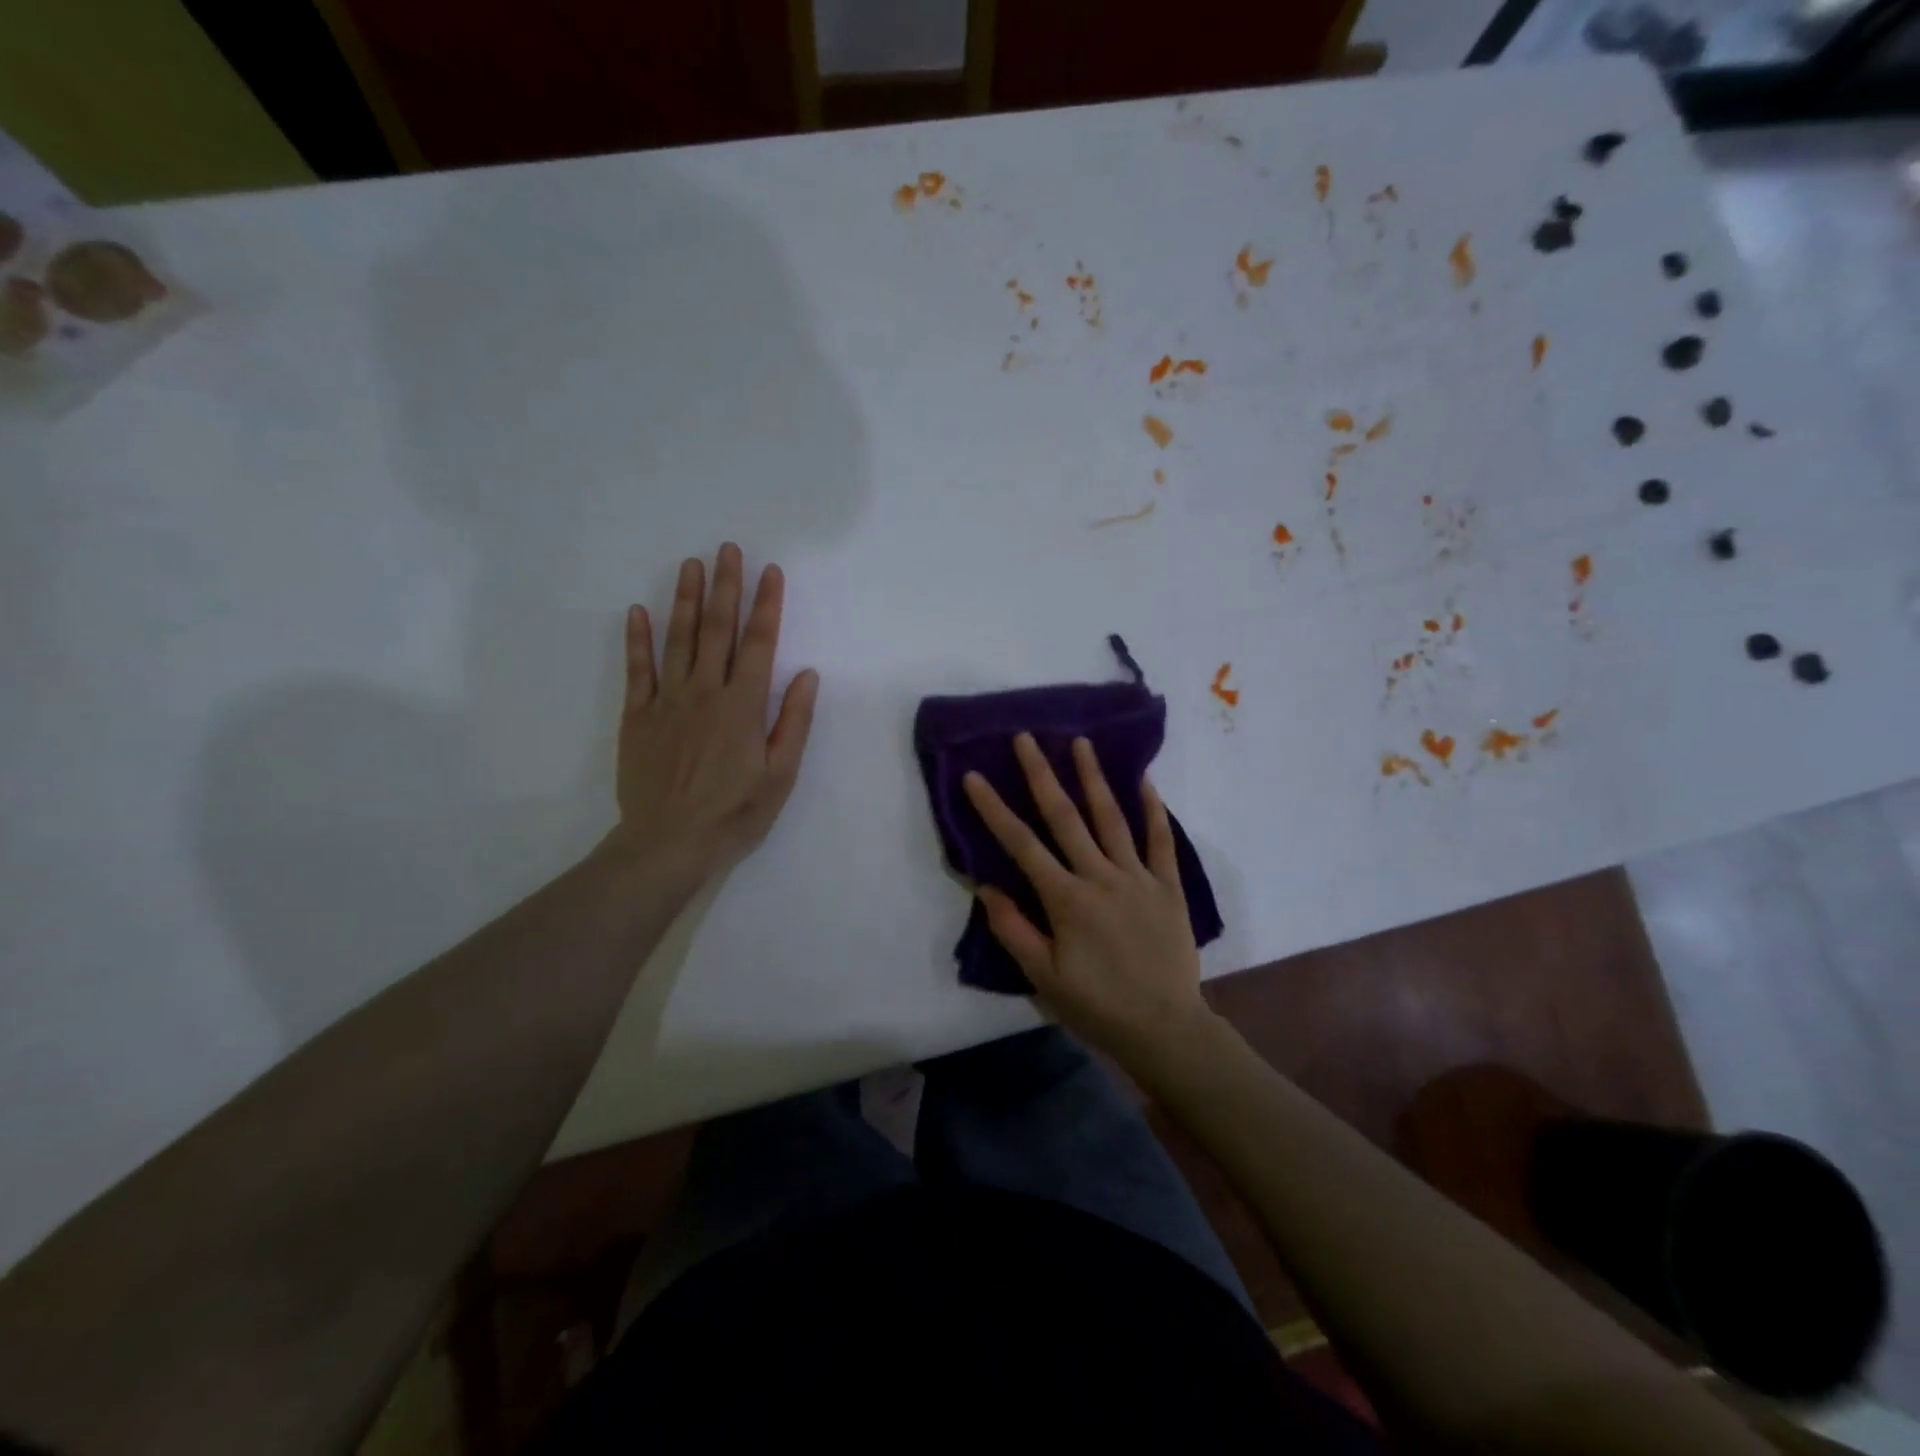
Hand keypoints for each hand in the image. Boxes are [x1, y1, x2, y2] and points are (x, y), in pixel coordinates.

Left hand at [611, 543, 818, 885]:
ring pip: (678, 640)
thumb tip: (806, 674)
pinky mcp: (638, 716)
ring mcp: (667, 701)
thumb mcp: (780, 774)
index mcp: (744, 706)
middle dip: (725, 587)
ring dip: (685, 600)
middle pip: (717, 630)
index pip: (760, 644)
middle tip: (727, 550)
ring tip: (691, 565)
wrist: (669, 843)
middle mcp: (706, 692)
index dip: (767, 605)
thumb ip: (793, 721)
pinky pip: (637, 670)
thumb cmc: (735, 813)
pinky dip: (637, 639)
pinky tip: (638, 612)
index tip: (770, 572)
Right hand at [963, 734, 1215, 1070]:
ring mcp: (1138, 877)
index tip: (975, 776)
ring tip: (1081, 742)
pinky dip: (1153, 809)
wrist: (1165, 1028)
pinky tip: (1144, 781)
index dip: (994, 809)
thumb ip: (1013, 929)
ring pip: (1111, 818)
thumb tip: (986, 886)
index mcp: (1066, 899)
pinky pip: (1160, 840)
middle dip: (1041, 774)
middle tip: (1026, 737)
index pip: (1021, 844)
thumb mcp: (1044, 977)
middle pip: (1065, 817)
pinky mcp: (1168, 886)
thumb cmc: (1097, 1005)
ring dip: (1093, 778)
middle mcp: (1100, 877)